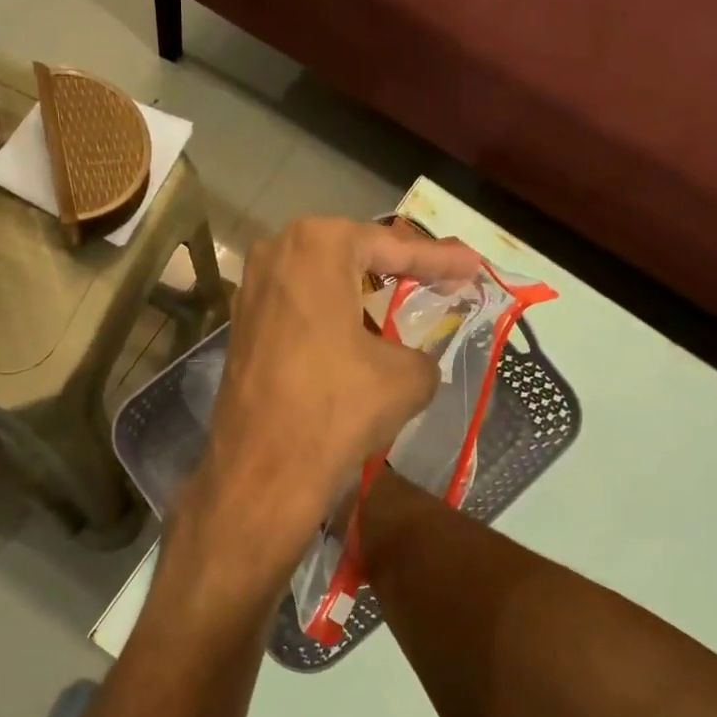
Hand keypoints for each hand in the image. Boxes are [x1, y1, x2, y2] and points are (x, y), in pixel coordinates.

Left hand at [167, 218, 479, 622]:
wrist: (262, 471)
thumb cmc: (336, 408)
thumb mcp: (406, 378)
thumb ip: (421, 353)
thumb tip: (412, 360)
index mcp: (318, 245)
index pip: (392, 246)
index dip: (440, 260)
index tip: (475, 265)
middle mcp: (276, 253)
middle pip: (353, 254)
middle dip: (397, 266)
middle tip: (440, 278)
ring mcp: (251, 289)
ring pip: (322, 280)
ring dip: (361, 291)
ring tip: (402, 302)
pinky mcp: (241, 326)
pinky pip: (299, 307)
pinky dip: (331, 315)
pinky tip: (356, 334)